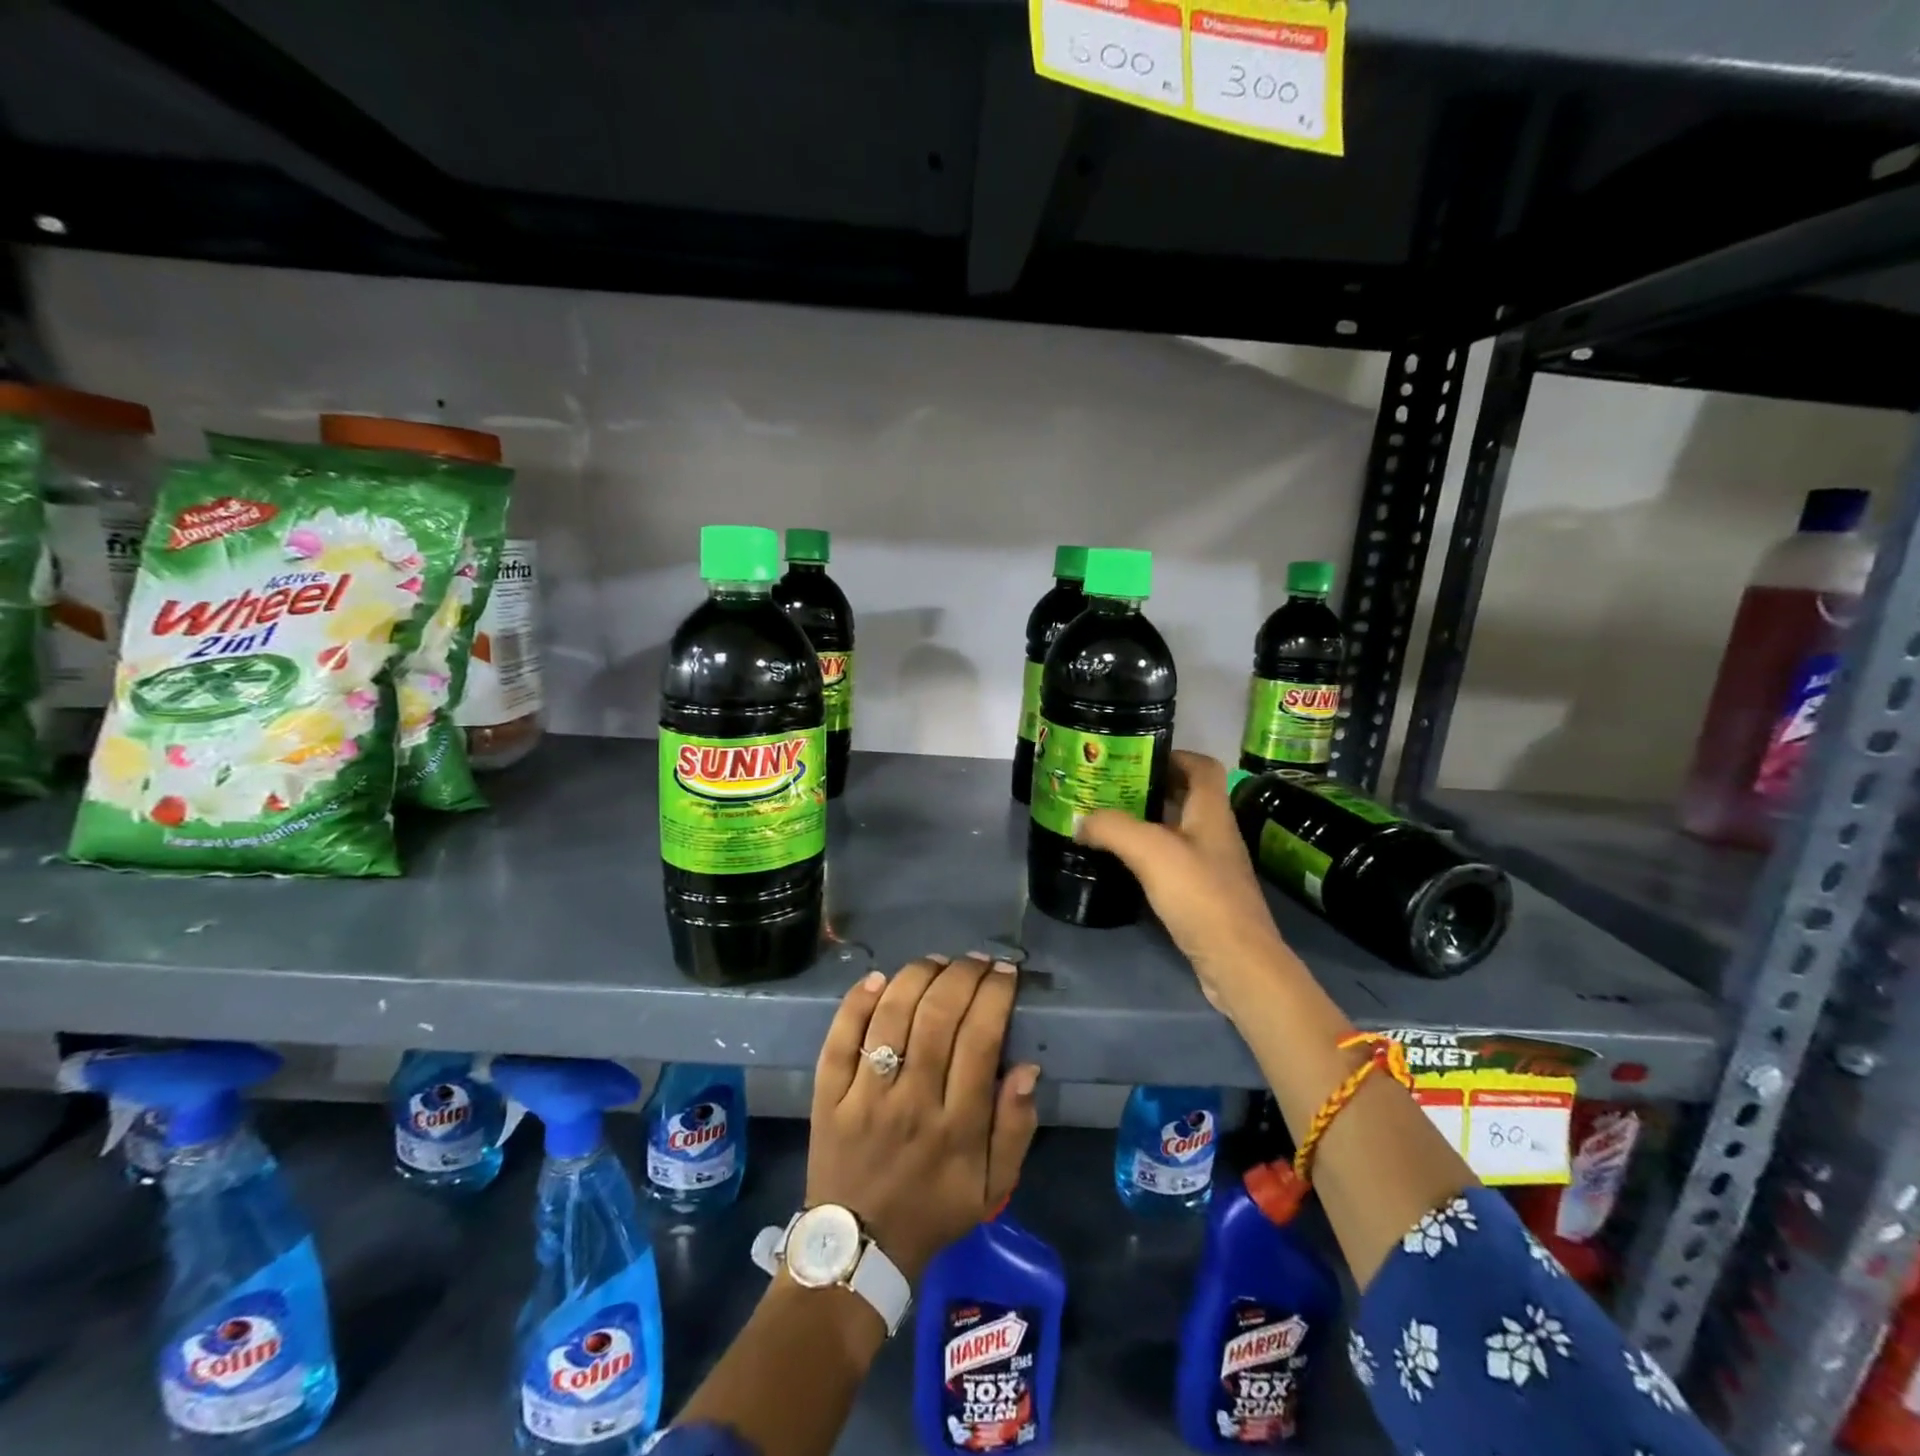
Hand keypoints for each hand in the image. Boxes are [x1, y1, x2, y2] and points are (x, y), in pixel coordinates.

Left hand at [807, 953, 1040, 1281]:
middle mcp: (911, 1101)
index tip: (1006, 973)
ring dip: (918, 976)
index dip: (995, 995)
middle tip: (977, 961)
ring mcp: (864, 1095)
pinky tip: (879, 978)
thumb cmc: (933, 1211)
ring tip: (938, 962)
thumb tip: (1026, 1068)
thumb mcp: (993, 1188)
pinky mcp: (829, 1094)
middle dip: (963, 975)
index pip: (980, 1039)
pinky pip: (841, 1037)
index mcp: (957, 1125)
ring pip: (892, 1015)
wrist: (859, 1250)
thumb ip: (1016, 1128)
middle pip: (938, 1016)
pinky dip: (859, 1001)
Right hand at [1075, 750, 1293, 1019]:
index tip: (1137, 757)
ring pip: (1179, 832)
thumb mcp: (1151, 852)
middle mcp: (1217, 834)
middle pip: (1188, 798)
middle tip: (1111, 789)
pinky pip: (1175, 863)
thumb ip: (1113, 828)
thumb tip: (1080, 821)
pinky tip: (1124, 865)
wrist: (1238, 963)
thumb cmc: (1200, 896)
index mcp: (1212, 813)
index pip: (1203, 767)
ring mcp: (1213, 867)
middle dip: (1152, 788)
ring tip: (1109, 823)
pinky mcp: (1205, 897)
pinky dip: (1150, 857)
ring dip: (1148, 823)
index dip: (1175, 755)